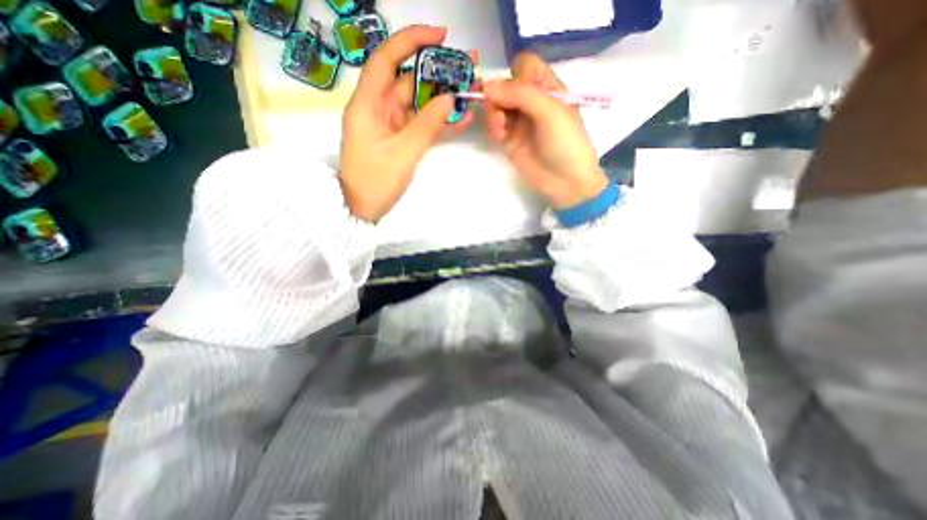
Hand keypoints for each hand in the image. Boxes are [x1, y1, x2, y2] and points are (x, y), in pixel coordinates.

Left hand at [340, 24, 472, 220]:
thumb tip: (449, 99)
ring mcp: (390, 125)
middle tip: (468, 66)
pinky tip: (460, 118)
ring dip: (443, 97)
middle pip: (408, 80)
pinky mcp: (399, 139)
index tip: (441, 37)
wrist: (363, 209)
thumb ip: (427, 124)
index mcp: (368, 104)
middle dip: (438, 71)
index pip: (387, 60)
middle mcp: (378, 108)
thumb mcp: (403, 152)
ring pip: (418, 103)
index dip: (412, 42)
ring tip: (471, 89)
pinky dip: (438, 121)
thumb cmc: (376, 181)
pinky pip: (420, 123)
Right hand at [481, 50, 613, 208]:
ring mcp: (519, 122)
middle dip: (499, 94)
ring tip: (499, 127)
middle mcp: (531, 102)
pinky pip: (495, 126)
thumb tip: (487, 86)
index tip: (515, 90)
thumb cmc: (566, 143)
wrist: (565, 181)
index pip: (525, 66)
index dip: (516, 74)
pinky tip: (499, 136)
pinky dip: (493, 127)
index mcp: (548, 88)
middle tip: (499, 109)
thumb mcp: (550, 111)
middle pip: (506, 85)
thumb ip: (521, 94)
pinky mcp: (509, 141)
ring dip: (494, 112)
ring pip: (497, 105)